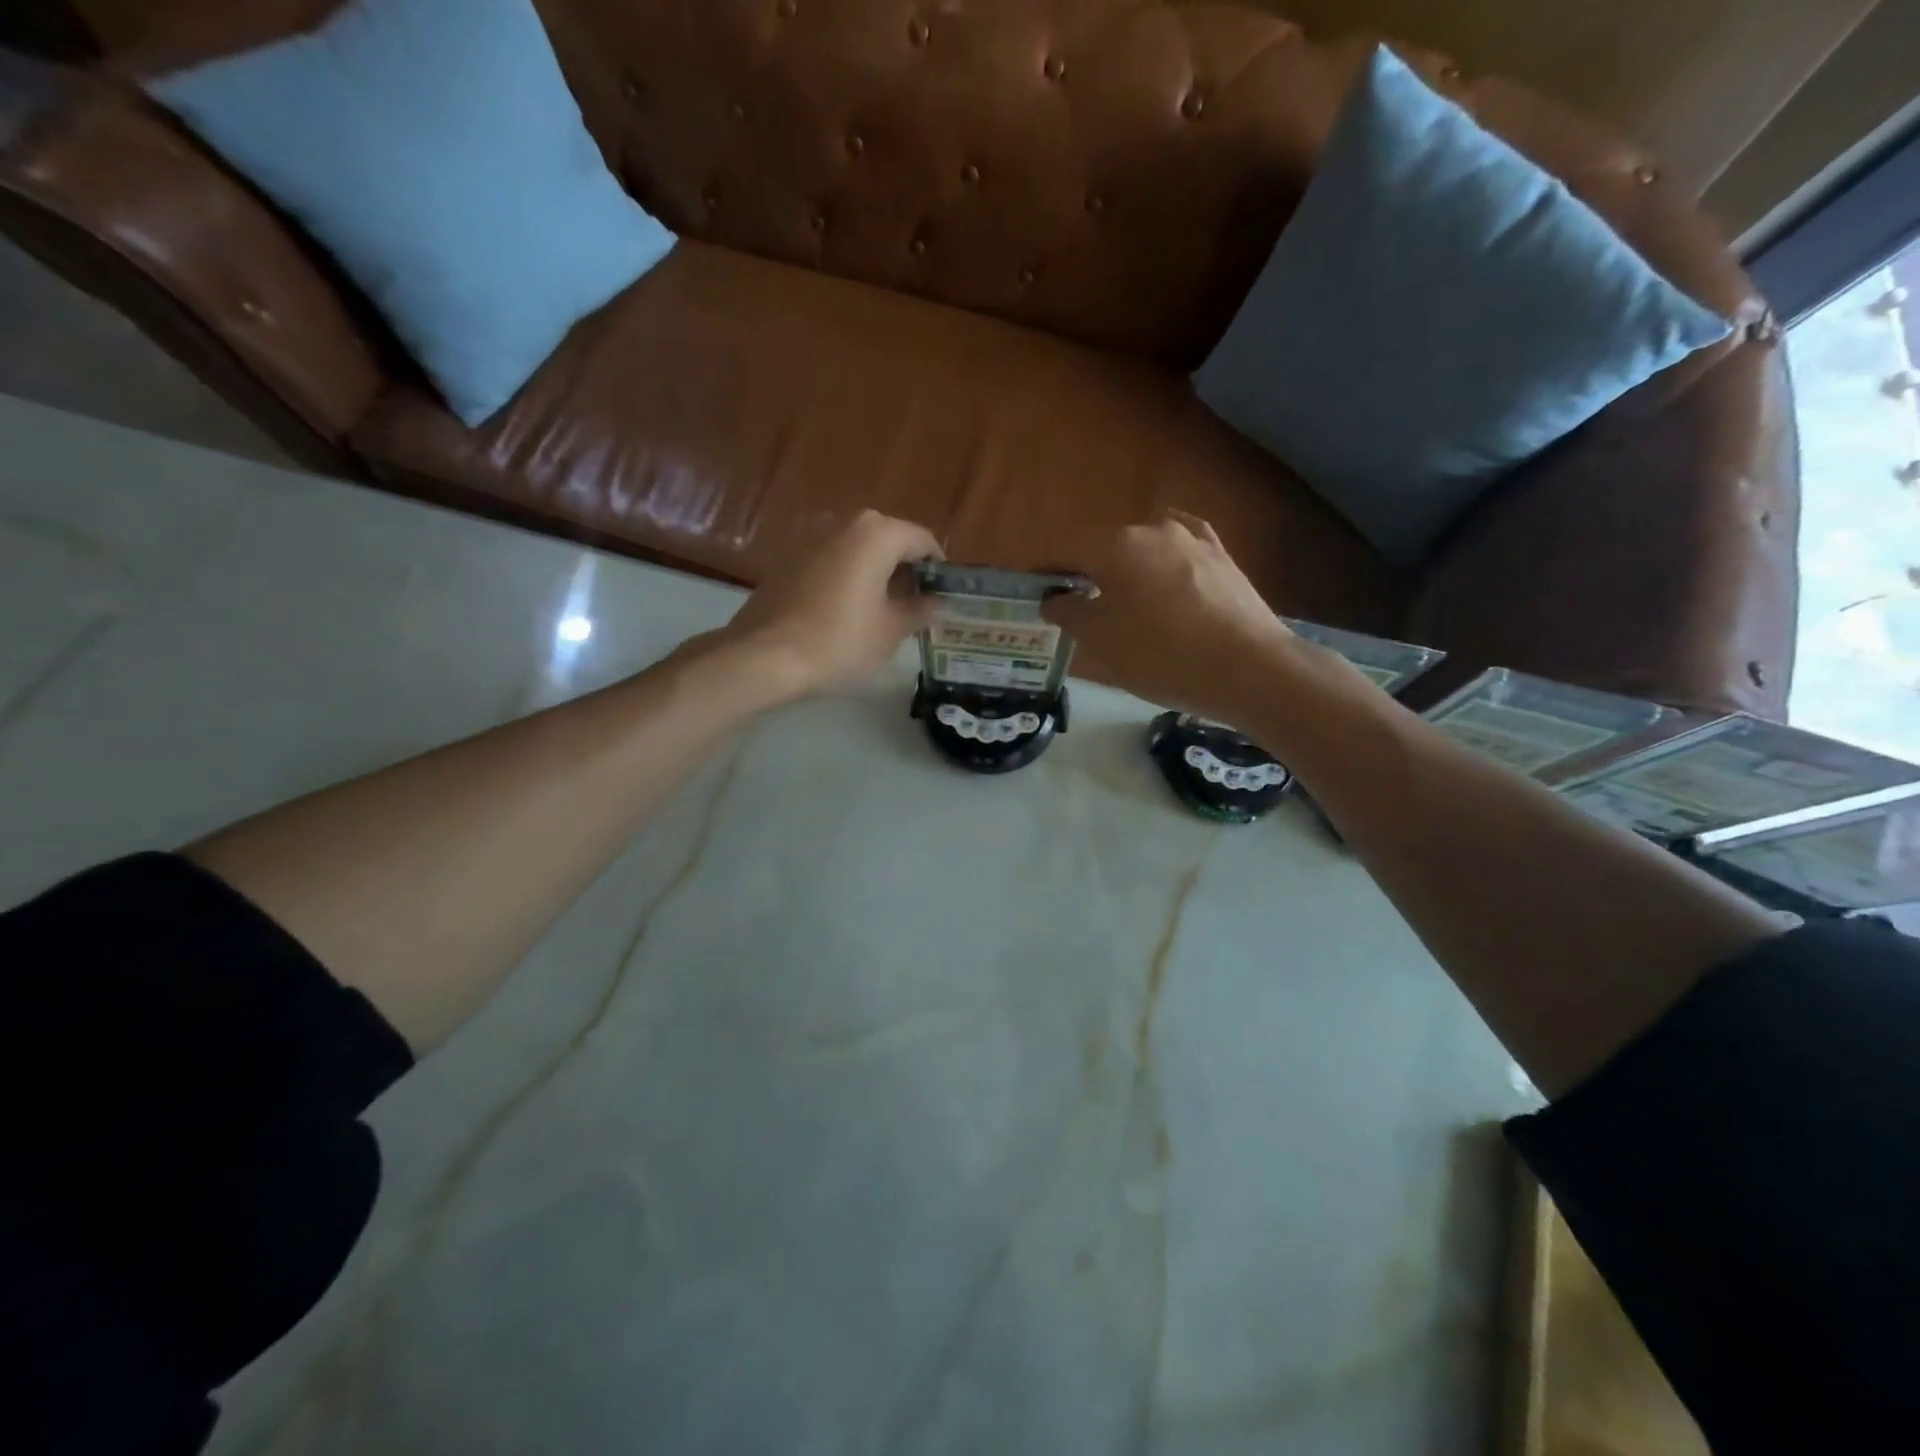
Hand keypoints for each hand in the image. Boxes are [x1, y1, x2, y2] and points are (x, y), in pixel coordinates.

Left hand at [715, 509, 941, 698]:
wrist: (764, 656)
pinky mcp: (788, 556)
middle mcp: (844, 522)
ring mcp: (811, 536)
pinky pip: (832, 559)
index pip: (922, 541)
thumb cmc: (839, 641)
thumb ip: (920, 611)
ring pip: (859, 549)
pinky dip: (848, 576)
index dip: (938, 569)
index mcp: (876, 533)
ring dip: (876, 573)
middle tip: (916, 607)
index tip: (943, 597)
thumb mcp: (890, 631)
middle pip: (889, 540)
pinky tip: (848, 610)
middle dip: (906, 570)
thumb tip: (938, 604)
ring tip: (883, 611)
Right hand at [1043, 512, 1299, 724]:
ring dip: (1126, 566)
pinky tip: (1165, 575)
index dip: (1044, 568)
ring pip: (1144, 546)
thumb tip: (1054, 597)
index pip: (1066, 548)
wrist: (1249, 668)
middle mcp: (1153, 528)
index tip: (1032, 588)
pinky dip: (1163, 562)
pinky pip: (1180, 551)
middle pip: (1105, 544)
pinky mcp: (1222, 556)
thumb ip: (1069, 612)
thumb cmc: (1162, 655)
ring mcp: (1193, 539)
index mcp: (1115, 545)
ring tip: (1122, 597)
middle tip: (1075, 602)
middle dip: (1085, 569)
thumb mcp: (1101, 641)